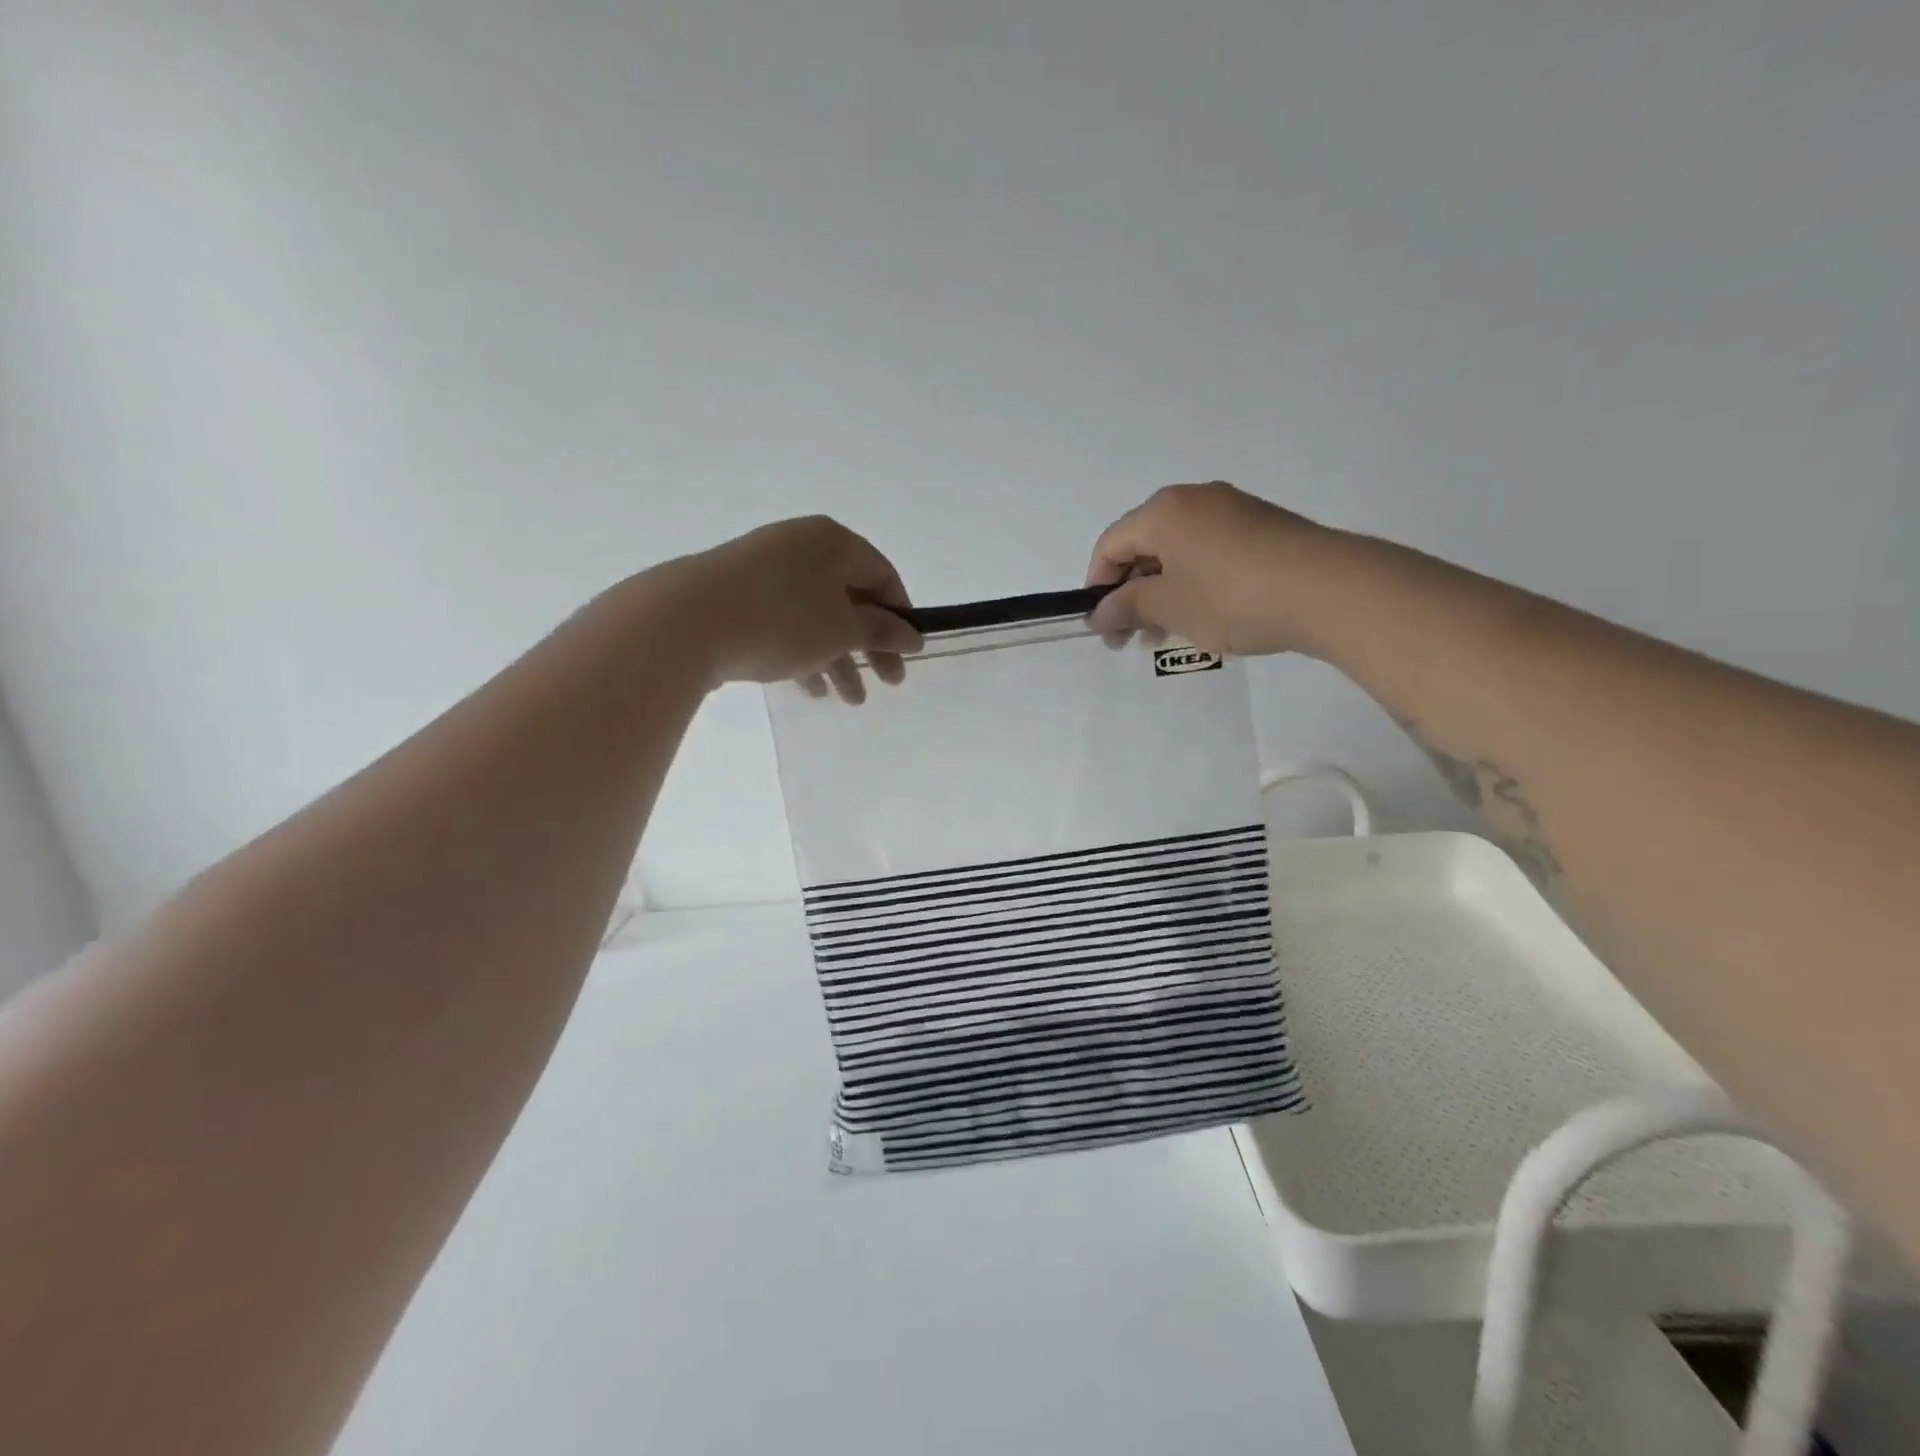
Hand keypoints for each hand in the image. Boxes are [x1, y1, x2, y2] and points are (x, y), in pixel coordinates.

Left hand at [664, 516, 921, 702]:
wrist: (686, 622)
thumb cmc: (782, 619)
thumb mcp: (842, 630)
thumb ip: (882, 632)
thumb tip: (912, 635)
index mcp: (832, 542)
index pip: (882, 574)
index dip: (900, 615)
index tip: (906, 652)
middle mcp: (800, 547)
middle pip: (849, 598)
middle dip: (869, 645)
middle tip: (887, 683)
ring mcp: (764, 569)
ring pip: (815, 615)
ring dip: (837, 658)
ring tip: (848, 700)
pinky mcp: (735, 595)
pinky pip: (783, 622)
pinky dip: (802, 652)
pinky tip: (809, 688)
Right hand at [1085, 482, 1332, 657]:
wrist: (1328, 590)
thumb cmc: (1231, 597)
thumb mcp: (1169, 608)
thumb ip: (1127, 607)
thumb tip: (1101, 613)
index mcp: (1163, 511)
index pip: (1110, 545)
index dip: (1097, 587)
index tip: (1103, 628)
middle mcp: (1194, 499)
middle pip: (1143, 545)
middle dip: (1132, 593)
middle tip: (1134, 637)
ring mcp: (1233, 510)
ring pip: (1177, 551)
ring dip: (1162, 592)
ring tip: (1169, 633)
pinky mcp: (1262, 527)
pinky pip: (1210, 552)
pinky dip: (1194, 582)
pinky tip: (1205, 615)